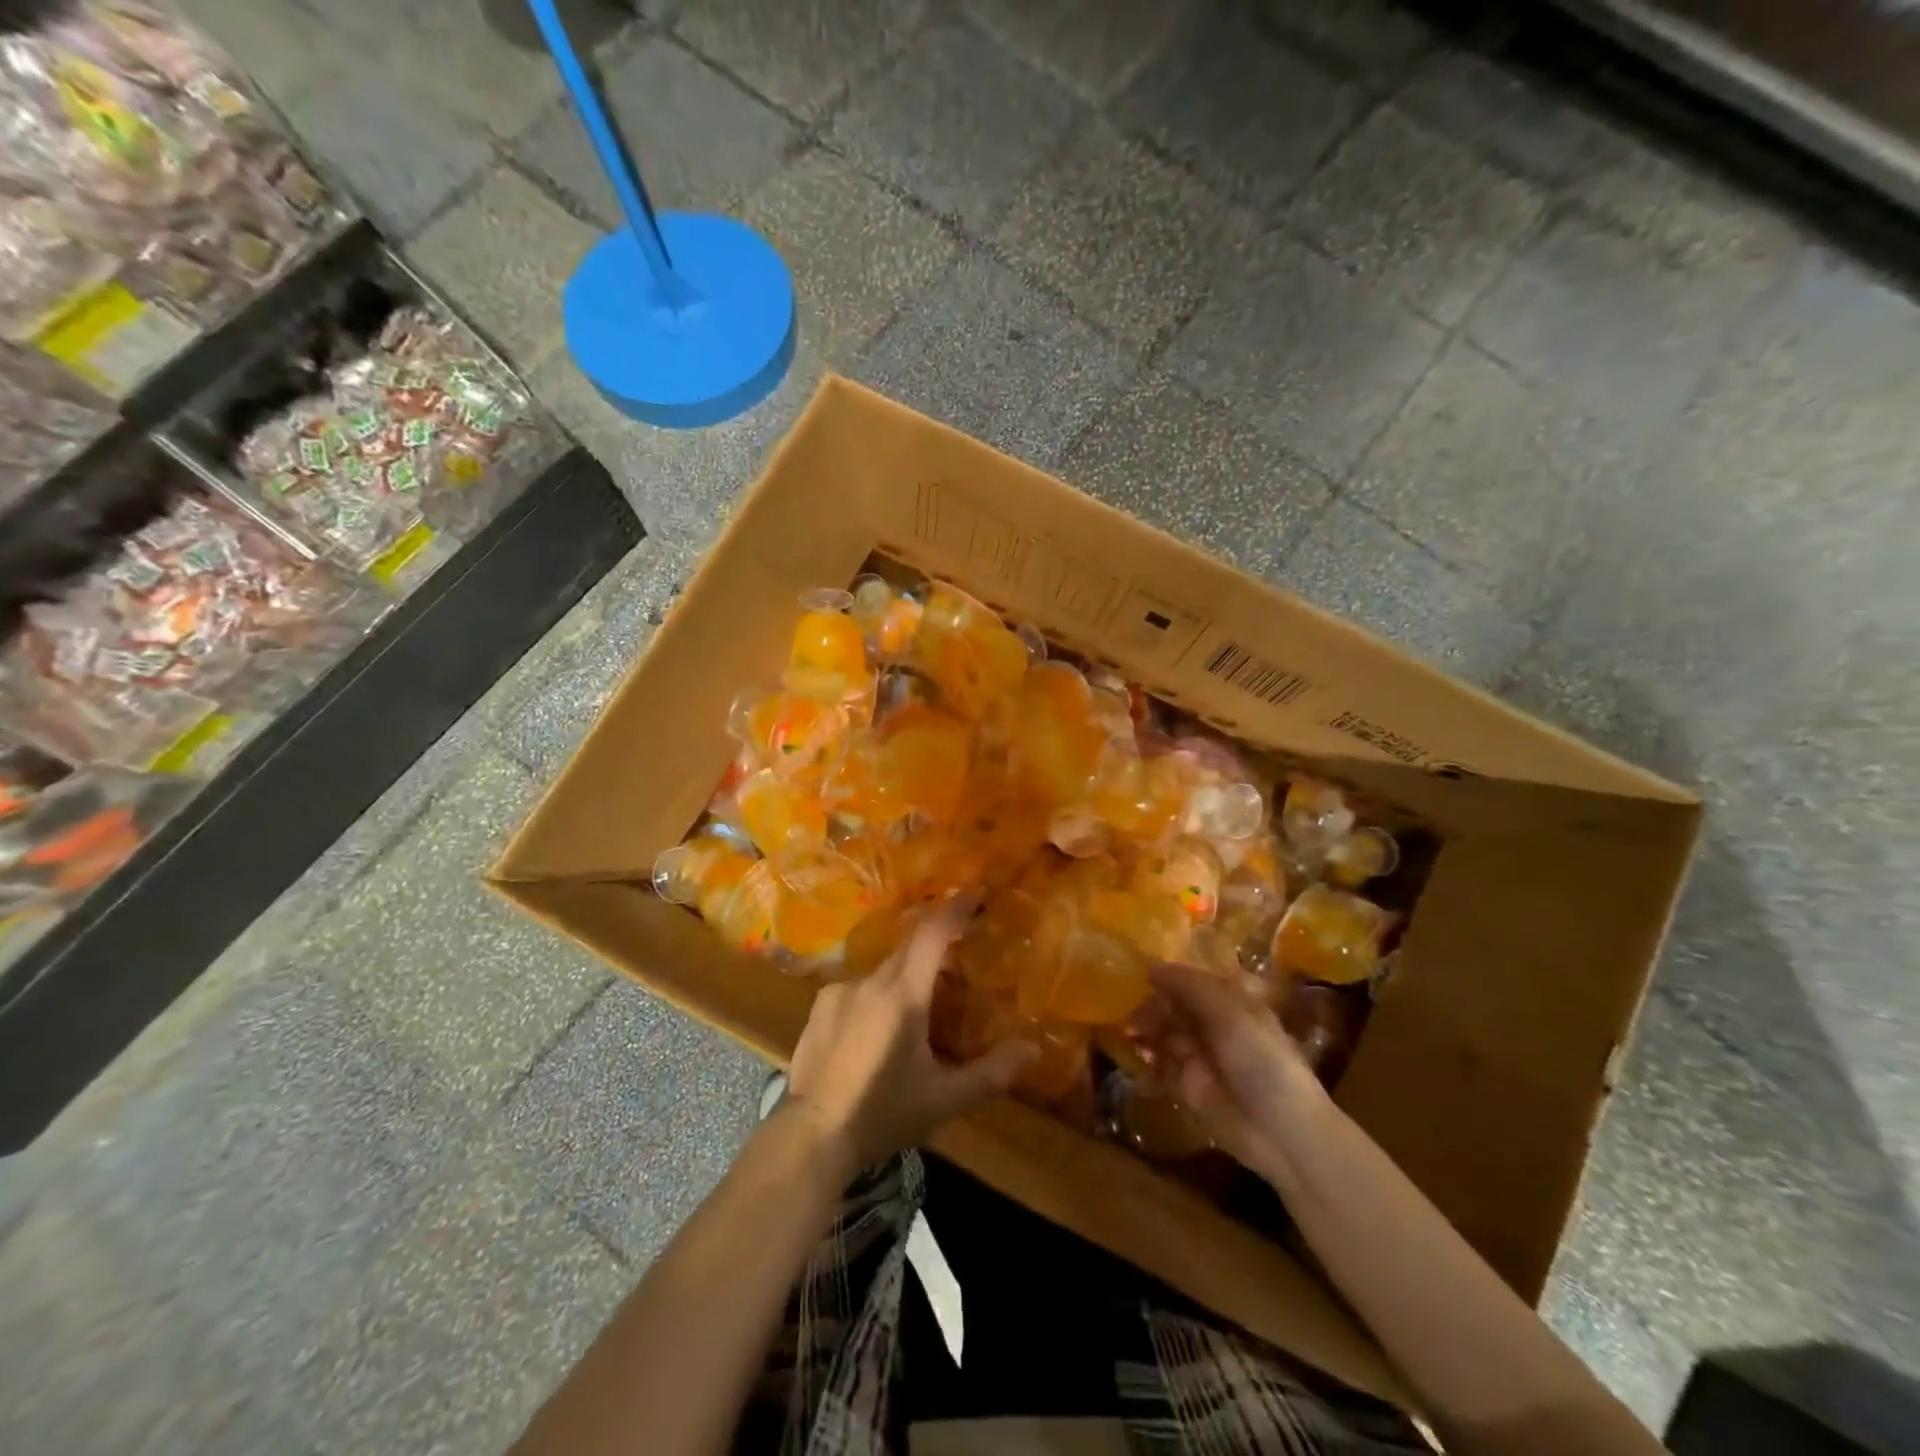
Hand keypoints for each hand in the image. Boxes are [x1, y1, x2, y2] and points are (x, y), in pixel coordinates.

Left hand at [786, 904, 1035, 1176]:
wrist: (814, 1136)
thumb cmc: (884, 1113)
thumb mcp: (944, 1099)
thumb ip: (991, 1072)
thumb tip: (1033, 1050)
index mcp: (903, 994)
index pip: (932, 934)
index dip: (955, 909)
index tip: (975, 894)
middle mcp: (871, 980)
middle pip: (909, 949)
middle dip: (935, 946)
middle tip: (957, 958)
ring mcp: (840, 991)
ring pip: (883, 970)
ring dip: (904, 976)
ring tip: (917, 1006)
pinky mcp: (820, 1006)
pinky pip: (857, 987)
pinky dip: (876, 995)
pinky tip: (877, 1027)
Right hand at [1134, 961, 1328, 1174]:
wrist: (1281, 1131)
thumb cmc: (1261, 1060)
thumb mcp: (1229, 1013)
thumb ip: (1190, 987)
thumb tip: (1151, 968)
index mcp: (1232, 1001)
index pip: (1193, 979)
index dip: (1169, 976)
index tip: (1142, 974)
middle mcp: (1214, 1024)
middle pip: (1173, 1005)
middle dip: (1153, 1006)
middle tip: (1135, 1016)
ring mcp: (1200, 1055)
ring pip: (1163, 1032)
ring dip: (1145, 1029)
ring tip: (1132, 1034)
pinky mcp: (1187, 1085)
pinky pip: (1159, 1065)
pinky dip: (1145, 1060)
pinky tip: (1139, 1058)